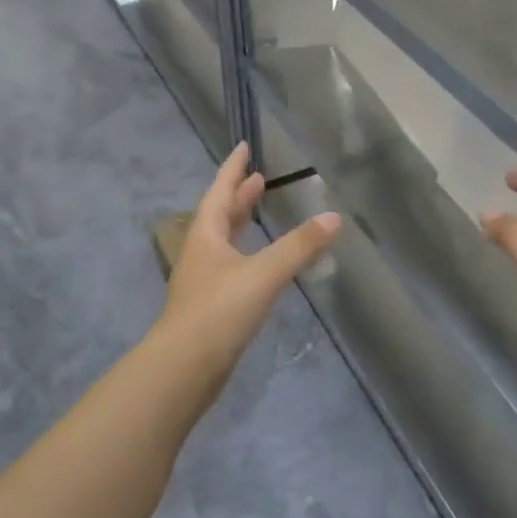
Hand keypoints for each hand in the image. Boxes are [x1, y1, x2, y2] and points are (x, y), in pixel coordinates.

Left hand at [156, 143, 340, 364]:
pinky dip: (246, 253)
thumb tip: (333, 217)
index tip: (242, 147)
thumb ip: (299, 247)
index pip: (220, 191)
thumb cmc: (219, 311)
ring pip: (224, 241)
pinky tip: (260, 263)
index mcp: (206, 235)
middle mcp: (201, 252)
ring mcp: (203, 280)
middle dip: (239, 195)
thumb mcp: (264, 274)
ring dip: (241, 223)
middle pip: (220, 215)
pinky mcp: (210, 306)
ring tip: (259, 211)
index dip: (232, 168)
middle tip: (258, 179)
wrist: (183, 370)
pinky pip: (230, 266)